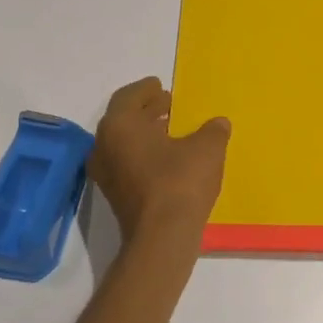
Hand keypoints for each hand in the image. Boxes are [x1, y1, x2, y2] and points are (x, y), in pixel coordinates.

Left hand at [89, 78, 229, 267]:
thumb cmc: (181, 181)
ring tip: (172, 130)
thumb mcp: (207, 148)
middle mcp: (104, 145)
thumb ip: (212, 130)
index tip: (160, 85)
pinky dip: (144, 153)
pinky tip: (168, 157)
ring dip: (145, 133)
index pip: (129, 96)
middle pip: (123, 119)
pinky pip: (127, 162)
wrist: (162, 237)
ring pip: (123, 143)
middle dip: (146, 110)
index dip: (146, 89)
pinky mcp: (114, 195)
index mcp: (120, 125)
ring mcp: (106, 173)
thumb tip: (218, 123)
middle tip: (168, 104)